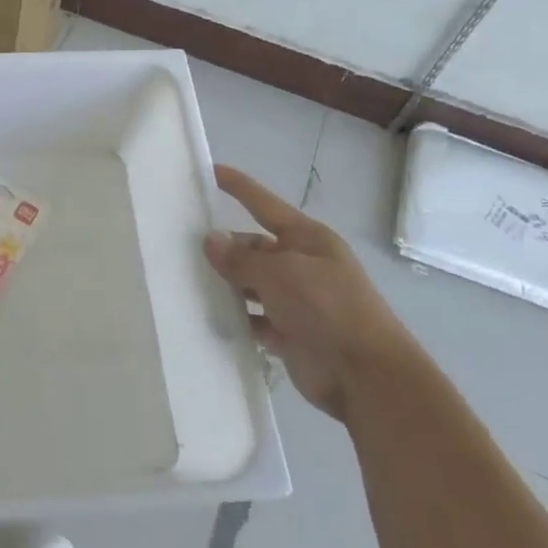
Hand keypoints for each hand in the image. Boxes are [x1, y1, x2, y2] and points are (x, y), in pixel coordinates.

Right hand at [203, 165, 410, 420]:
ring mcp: (296, 301)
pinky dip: (235, 318)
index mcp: (307, 239)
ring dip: (225, 285)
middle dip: (224, 248)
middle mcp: (301, 265)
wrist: (366, 376)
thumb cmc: (328, 308)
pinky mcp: (288, 333)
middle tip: (181, 248)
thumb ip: (242, 258)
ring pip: (250, 284)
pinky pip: (253, 318)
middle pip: (253, 247)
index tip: (210, 171)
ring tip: (185, 281)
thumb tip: (210, 240)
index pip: (264, 205)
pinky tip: (207, 317)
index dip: (239, 188)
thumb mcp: (281, 273)